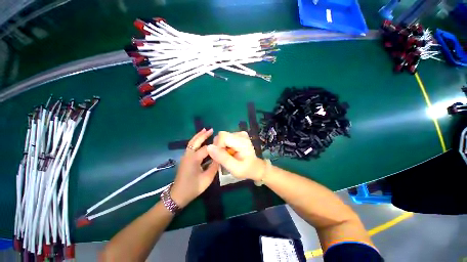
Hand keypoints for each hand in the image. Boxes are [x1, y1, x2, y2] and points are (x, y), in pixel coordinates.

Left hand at [171, 129, 218, 207]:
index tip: (222, 142)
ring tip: (205, 131)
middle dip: (203, 134)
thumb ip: (214, 166)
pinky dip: (195, 141)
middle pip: (196, 141)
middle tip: (211, 129)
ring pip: (192, 142)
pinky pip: (190, 146)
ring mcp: (185, 156)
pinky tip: (200, 140)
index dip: (215, 145)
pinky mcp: (185, 158)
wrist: (177, 195)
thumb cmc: (193, 188)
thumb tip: (220, 157)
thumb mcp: (207, 178)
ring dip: (198, 136)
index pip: (207, 148)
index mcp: (194, 159)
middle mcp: (188, 155)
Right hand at [207, 131, 264, 180]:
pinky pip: (225, 138)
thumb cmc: (246, 169)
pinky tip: (230, 152)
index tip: (220, 156)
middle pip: (221, 136)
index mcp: (242, 141)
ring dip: (221, 147)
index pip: (222, 136)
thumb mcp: (235, 168)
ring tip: (228, 155)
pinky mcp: (237, 135)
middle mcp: (241, 134)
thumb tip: (209, 147)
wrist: (255, 167)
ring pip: (222, 137)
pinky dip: (224, 145)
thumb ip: (222, 158)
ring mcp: (239, 133)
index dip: (217, 146)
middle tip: (224, 157)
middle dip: (219, 147)